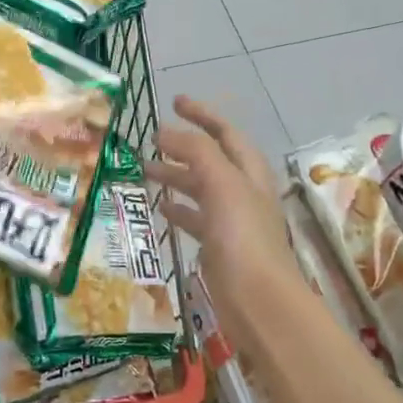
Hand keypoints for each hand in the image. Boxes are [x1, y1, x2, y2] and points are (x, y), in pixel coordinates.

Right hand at [148, 96, 299, 342]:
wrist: (258, 300)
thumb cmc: (243, 237)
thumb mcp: (222, 185)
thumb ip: (197, 152)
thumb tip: (166, 131)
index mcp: (249, 172)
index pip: (225, 133)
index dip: (202, 114)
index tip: (174, 102)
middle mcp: (243, 192)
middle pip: (211, 160)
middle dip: (182, 147)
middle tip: (149, 141)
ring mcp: (232, 221)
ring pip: (200, 189)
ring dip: (176, 177)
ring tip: (144, 172)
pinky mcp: (219, 247)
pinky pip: (196, 219)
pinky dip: (179, 210)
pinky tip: (160, 209)